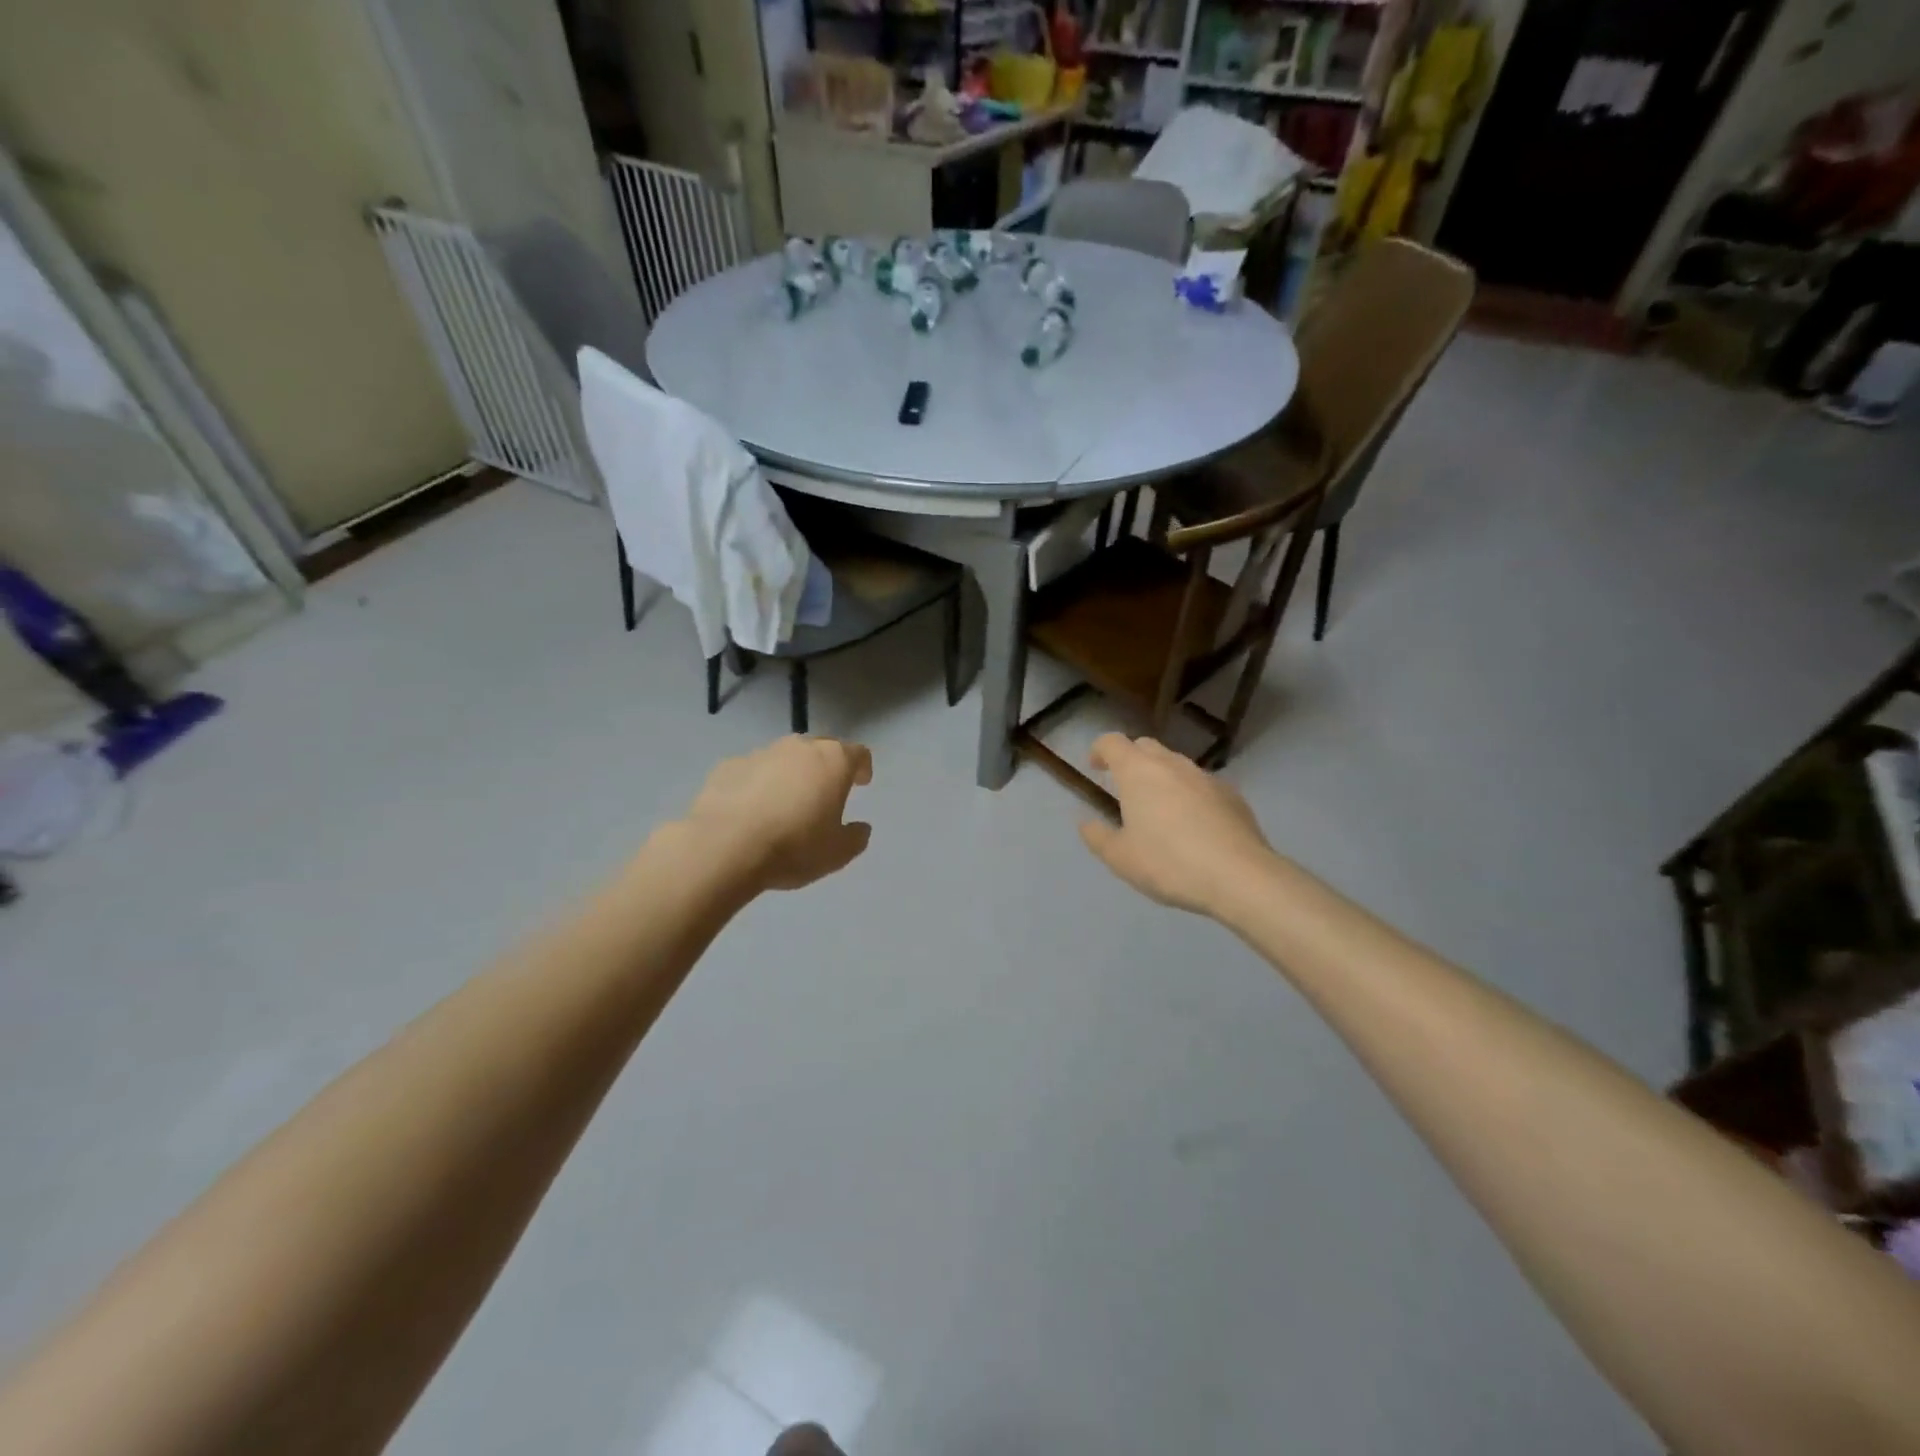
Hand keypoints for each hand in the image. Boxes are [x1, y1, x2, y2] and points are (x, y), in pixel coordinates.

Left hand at [683, 736, 874, 891]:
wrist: (724, 846)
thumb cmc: (793, 847)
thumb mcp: (837, 853)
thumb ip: (855, 837)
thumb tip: (860, 827)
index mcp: (833, 762)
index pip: (857, 753)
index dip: (862, 767)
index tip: (861, 782)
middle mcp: (799, 748)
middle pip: (820, 749)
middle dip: (826, 767)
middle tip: (825, 792)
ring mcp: (760, 753)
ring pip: (784, 758)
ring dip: (790, 774)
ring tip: (785, 803)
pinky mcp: (728, 766)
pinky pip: (752, 772)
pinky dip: (758, 784)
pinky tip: (751, 810)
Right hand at [1079, 734, 1276, 915]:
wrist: (1239, 876)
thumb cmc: (1169, 863)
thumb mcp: (1120, 858)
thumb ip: (1098, 837)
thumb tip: (1086, 822)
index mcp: (1138, 772)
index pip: (1112, 742)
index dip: (1100, 750)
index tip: (1095, 767)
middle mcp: (1171, 764)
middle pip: (1145, 746)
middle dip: (1130, 760)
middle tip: (1124, 788)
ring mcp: (1205, 777)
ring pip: (1175, 764)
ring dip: (1161, 777)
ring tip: (1159, 809)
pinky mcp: (1232, 794)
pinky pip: (1201, 785)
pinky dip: (1189, 794)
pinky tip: (1193, 825)